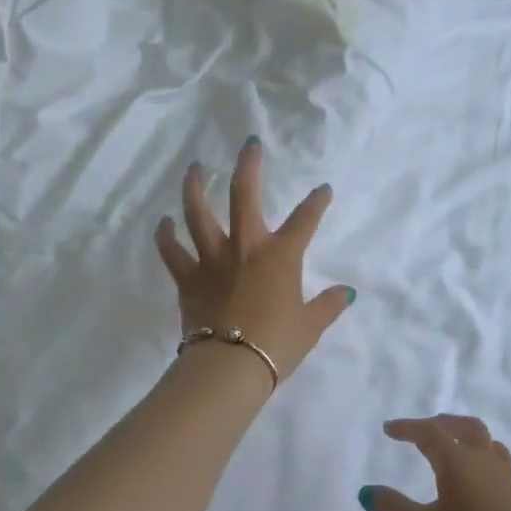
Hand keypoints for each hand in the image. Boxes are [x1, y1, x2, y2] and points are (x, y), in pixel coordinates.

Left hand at [153, 137, 353, 382]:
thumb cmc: (276, 344)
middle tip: (249, 143)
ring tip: (195, 168)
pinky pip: (172, 251)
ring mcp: (212, 259)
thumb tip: (347, 292)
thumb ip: (328, 305)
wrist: (230, 366)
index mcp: (280, 256)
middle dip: (249, 165)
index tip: (322, 188)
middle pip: (244, 195)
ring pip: (198, 213)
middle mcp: (245, 247)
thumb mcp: (310, 326)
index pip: (305, 220)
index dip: (316, 202)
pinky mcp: (187, 278)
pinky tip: (164, 222)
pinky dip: (166, 236)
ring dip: (196, 187)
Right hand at [360, 415, 510, 510]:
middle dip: (440, 423)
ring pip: (485, 442)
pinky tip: (478, 481)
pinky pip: (497, 462)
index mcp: (457, 461)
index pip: (429, 432)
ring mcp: (507, 477)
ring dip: (464, 437)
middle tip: (422, 430)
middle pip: (464, 427)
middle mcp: (483, 460)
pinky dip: (480, 458)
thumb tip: (365, 491)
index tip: (389, 429)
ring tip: (453, 448)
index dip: (407, 428)